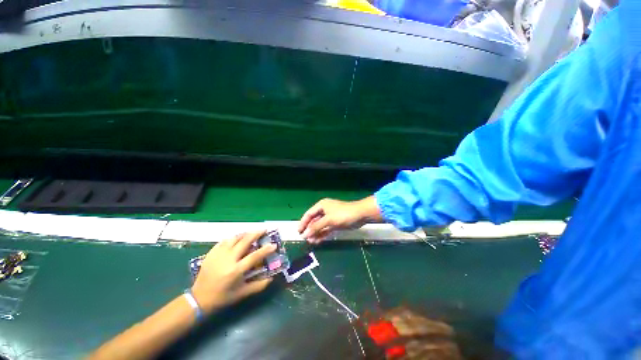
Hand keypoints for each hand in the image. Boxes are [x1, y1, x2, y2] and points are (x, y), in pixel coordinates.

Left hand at [191, 231, 275, 313]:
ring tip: (252, 232)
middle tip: (264, 230)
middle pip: (244, 241)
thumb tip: (271, 278)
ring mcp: (218, 254)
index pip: (254, 256)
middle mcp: (228, 259)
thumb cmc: (222, 297)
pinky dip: (233, 238)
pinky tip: (237, 239)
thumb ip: (258, 285)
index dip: (265, 250)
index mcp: (236, 270)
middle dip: (256, 233)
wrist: (198, 298)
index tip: (274, 244)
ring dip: (245, 234)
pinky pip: (224, 241)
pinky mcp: (211, 253)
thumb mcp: (242, 293)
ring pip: (234, 238)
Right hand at [298, 196, 382, 243]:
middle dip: (309, 229)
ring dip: (315, 233)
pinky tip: (318, 241)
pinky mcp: (335, 223)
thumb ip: (316, 227)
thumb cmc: (343, 214)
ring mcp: (330, 218)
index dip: (303, 222)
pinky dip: (322, 234)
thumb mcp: (329, 220)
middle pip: (314, 220)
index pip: (309, 214)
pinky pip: (326, 229)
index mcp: (321, 206)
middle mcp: (324, 211)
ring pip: (320, 226)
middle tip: (305, 239)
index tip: (298, 232)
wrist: (360, 215)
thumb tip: (305, 234)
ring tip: (310, 242)